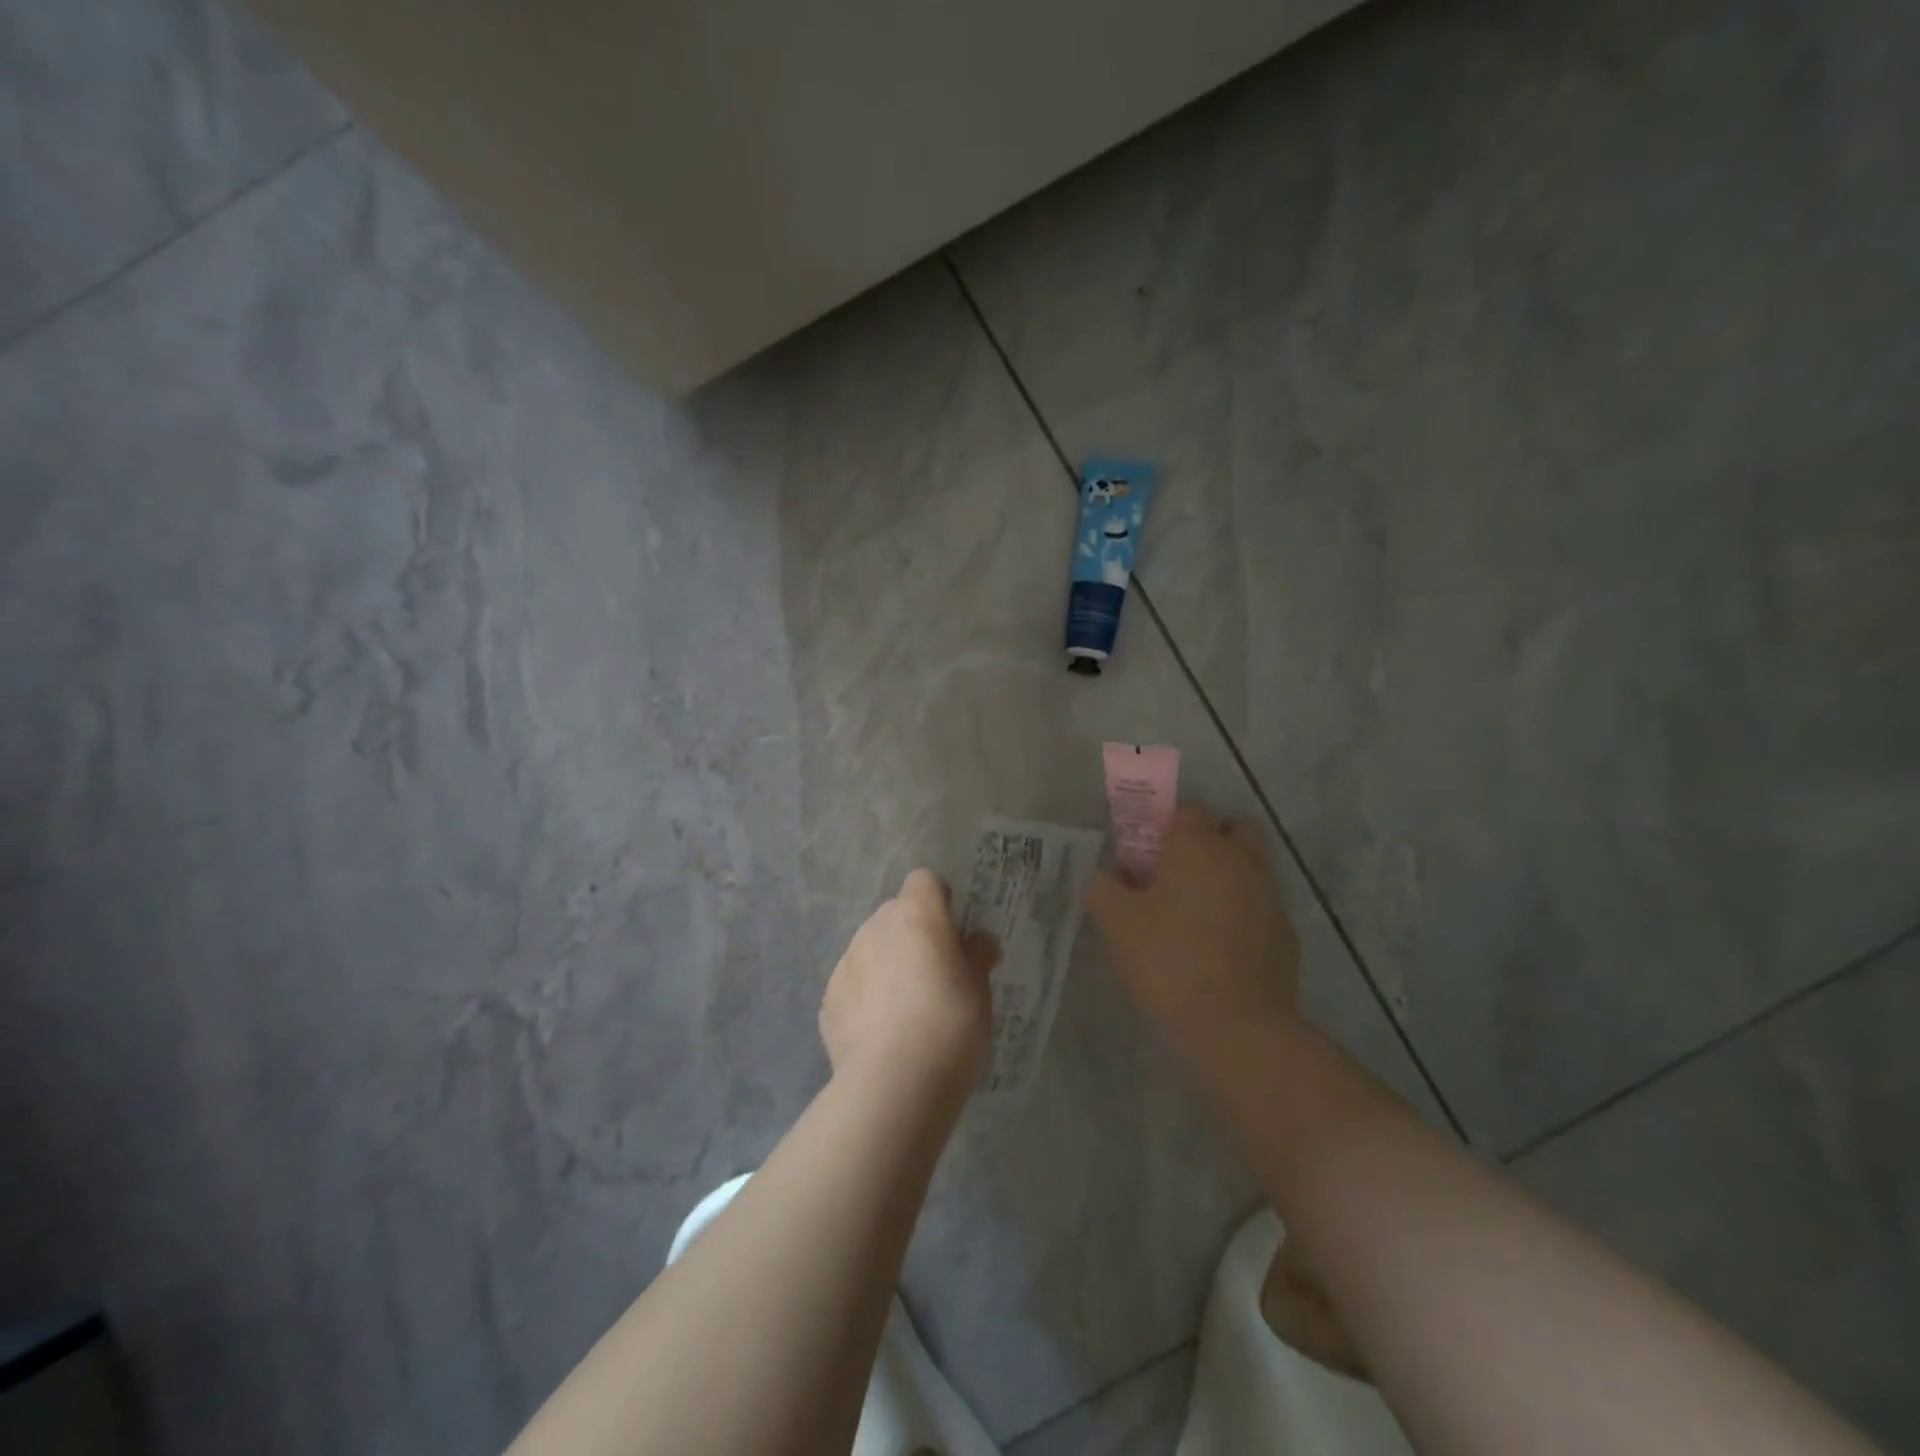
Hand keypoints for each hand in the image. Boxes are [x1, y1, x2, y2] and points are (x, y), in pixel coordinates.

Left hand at [820, 869, 999, 1102]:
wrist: (893, 1085)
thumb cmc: (950, 1026)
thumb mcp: (981, 990)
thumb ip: (977, 956)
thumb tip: (977, 940)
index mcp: (916, 915)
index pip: (925, 881)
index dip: (940, 901)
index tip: (954, 933)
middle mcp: (876, 928)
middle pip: (896, 914)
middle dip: (914, 934)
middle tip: (935, 974)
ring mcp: (847, 962)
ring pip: (872, 948)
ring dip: (888, 964)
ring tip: (906, 1010)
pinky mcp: (829, 999)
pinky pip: (853, 984)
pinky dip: (866, 997)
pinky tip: (881, 1033)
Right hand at [1085, 802, 1301, 1059]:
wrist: (1238, 1028)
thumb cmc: (1169, 962)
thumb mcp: (1117, 924)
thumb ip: (1104, 889)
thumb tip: (1107, 876)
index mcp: (1199, 847)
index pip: (1187, 809)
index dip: (1164, 824)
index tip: (1145, 852)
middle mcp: (1241, 860)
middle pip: (1232, 829)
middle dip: (1208, 840)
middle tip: (1177, 872)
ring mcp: (1270, 896)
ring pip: (1251, 867)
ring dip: (1228, 876)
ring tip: (1196, 912)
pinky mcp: (1286, 934)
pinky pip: (1261, 907)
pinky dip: (1243, 913)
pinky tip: (1219, 946)